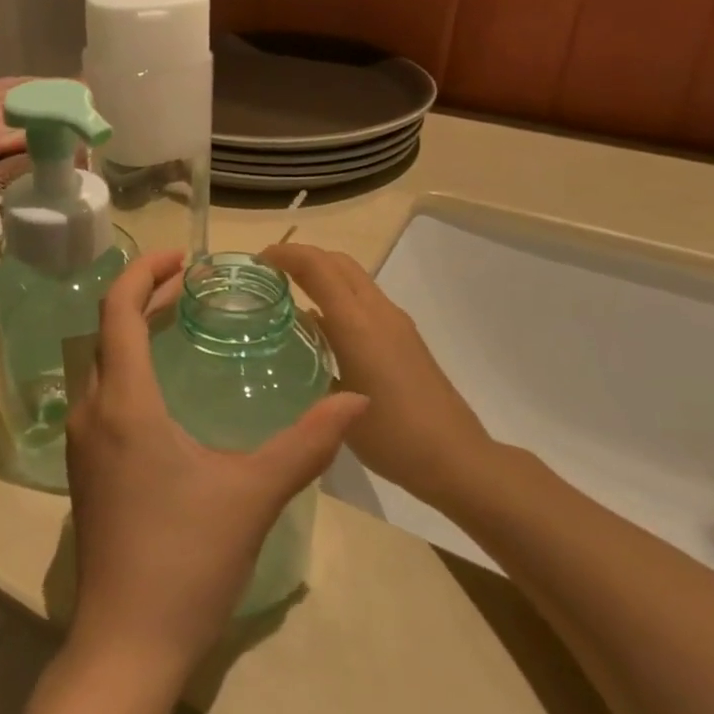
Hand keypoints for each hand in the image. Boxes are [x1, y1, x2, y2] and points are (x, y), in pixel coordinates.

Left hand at [63, 252, 365, 683]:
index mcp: (124, 401)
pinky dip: (127, 369)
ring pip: (100, 364)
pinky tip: (162, 389)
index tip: (182, 258)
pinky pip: (101, 395)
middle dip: (143, 297)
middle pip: (106, 331)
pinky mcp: (86, 469)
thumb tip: (358, 398)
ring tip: (177, 322)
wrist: (127, 642)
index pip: (118, 310)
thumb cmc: (187, 558)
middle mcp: (92, 410)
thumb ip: (308, 442)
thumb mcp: (254, 493)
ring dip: (132, 333)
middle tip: (188, 285)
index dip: (144, 273)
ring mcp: (81, 443)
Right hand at [262, 243, 495, 513]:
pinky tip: (321, 325)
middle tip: (268, 271)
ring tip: (288, 291)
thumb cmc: (391, 436)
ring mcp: (395, 323)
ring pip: (353, 277)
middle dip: (302, 256)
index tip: (257, 261)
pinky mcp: (404, 337)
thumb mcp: (336, 401)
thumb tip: (297, 330)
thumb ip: (313, 358)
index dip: (286, 255)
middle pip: (338, 262)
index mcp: (358, 324)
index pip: (318, 267)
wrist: (456, 459)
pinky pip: (363, 298)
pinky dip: (337, 294)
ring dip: (321, 272)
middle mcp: (379, 313)